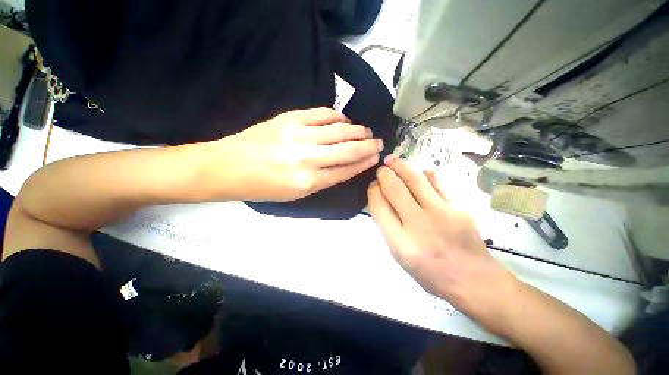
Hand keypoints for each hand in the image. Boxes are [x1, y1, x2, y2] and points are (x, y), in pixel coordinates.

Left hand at [206, 108, 382, 201]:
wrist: (227, 167)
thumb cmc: (262, 187)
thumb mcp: (296, 194)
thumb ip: (323, 180)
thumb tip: (345, 166)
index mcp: (309, 182)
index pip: (346, 170)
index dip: (364, 163)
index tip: (375, 157)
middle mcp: (308, 158)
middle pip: (348, 149)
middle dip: (368, 145)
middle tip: (379, 142)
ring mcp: (299, 135)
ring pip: (340, 130)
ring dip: (358, 130)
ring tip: (366, 131)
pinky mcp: (289, 118)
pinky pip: (322, 114)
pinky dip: (338, 116)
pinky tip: (344, 120)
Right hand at [367, 155, 516, 317]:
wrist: (473, 280)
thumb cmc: (430, 272)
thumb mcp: (400, 256)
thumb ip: (388, 227)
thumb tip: (382, 200)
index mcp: (400, 242)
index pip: (379, 206)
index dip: (373, 191)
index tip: (373, 186)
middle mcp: (418, 226)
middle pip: (395, 189)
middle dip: (384, 174)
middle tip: (381, 169)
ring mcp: (441, 214)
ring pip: (415, 180)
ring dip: (400, 167)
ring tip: (392, 160)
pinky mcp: (459, 208)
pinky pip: (437, 183)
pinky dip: (426, 175)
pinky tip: (421, 173)